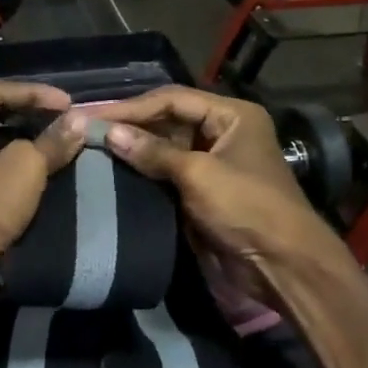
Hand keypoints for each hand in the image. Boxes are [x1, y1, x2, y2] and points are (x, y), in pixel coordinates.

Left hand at [0, 81, 87, 320]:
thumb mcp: (24, 168)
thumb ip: (53, 141)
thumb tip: (79, 120)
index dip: (35, 92)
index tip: (69, 104)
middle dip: (30, 118)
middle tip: (64, 124)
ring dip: (25, 148)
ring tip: (59, 150)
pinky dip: (15, 174)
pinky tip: (42, 181)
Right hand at [91, 87, 329, 266]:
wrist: (282, 268)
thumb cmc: (247, 208)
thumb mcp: (199, 175)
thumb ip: (153, 152)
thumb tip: (108, 133)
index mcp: (231, 116)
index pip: (172, 99)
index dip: (131, 107)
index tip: (92, 116)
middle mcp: (221, 132)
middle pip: (167, 120)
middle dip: (129, 124)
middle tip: (85, 129)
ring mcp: (211, 163)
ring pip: (164, 147)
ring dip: (133, 148)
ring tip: (90, 147)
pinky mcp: (201, 192)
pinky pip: (166, 173)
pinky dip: (142, 171)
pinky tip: (112, 170)